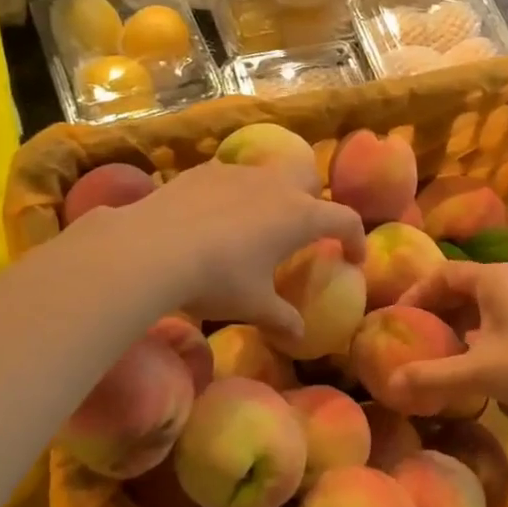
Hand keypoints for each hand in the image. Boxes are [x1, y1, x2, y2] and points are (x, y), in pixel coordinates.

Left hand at [104, 161, 364, 342]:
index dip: (355, 239)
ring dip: (271, 196)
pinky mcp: (205, 170)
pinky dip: (233, 195)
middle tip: (299, 232)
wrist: (152, 248)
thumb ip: (282, 319)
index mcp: (300, 217)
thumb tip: (299, 336)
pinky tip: (212, 219)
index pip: (345, 220)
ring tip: (252, 227)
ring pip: (269, 175)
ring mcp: (239, 173)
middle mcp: (276, 185)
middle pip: (310, 180)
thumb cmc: (216, 279)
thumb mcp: (253, 306)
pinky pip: (231, 177)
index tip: (352, 258)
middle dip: (313, 201)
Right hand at [392, 261, 507, 414]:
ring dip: (461, 320)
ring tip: (444, 348)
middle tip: (416, 335)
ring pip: (485, 300)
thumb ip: (433, 377)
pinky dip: (484, 327)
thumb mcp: (479, 372)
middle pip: (463, 285)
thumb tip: (390, 383)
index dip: (416, 294)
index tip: (397, 318)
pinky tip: (482, 356)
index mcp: (492, 277)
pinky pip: (504, 311)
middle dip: (437, 309)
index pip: (442, 274)